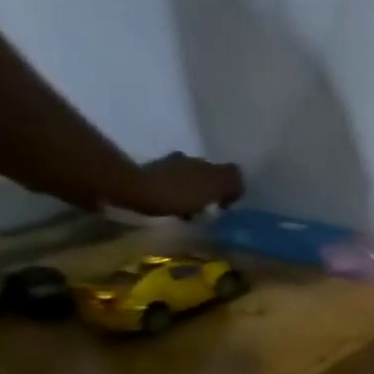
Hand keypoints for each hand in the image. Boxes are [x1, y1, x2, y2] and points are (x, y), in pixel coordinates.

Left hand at [120, 153, 244, 217]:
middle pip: (207, 175)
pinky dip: (175, 196)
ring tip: (189, 213)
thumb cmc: (179, 193)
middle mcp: (188, 160)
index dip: (230, 189)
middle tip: (208, 211)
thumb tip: (239, 184)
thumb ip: (232, 182)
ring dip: (192, 193)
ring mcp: (167, 167)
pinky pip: (170, 186)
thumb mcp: (215, 186)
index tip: (225, 207)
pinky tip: (172, 209)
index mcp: (206, 163)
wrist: (134, 190)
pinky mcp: (149, 176)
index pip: (228, 172)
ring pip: (188, 180)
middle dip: (209, 190)